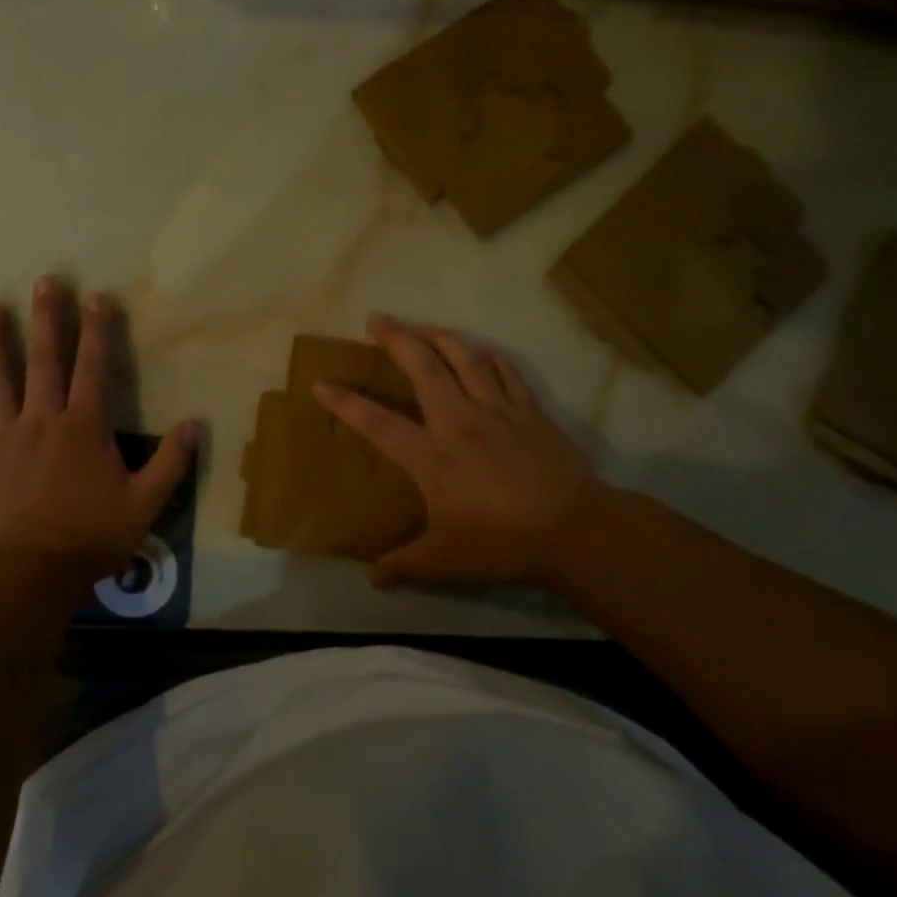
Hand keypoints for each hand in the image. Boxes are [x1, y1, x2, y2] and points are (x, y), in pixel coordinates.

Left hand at [0, 276, 195, 593]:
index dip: (99, 330)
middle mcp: (42, 419)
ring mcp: (3, 437)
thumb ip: (170, 463)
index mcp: (84, 426)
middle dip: (48, 318)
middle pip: (46, 360)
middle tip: (45, 282)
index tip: (98, 296)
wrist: (29, 574)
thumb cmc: (91, 537)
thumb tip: (195, 425)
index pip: (94, 367)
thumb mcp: (145, 504)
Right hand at [313, 316, 605, 589]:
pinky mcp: (530, 411)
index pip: (378, 423)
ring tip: (422, 326)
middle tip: (377, 318)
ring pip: (465, 358)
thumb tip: (372, 577)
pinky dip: (488, 356)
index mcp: (432, 456)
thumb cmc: (502, 543)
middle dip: (396, 339)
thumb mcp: (445, 561)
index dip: (346, 403)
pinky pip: (505, 371)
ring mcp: (498, 410)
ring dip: (440, 336)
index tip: (322, 384)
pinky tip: (480, 351)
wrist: (574, 530)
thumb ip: (405, 565)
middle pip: (423, 367)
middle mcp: (459, 421)